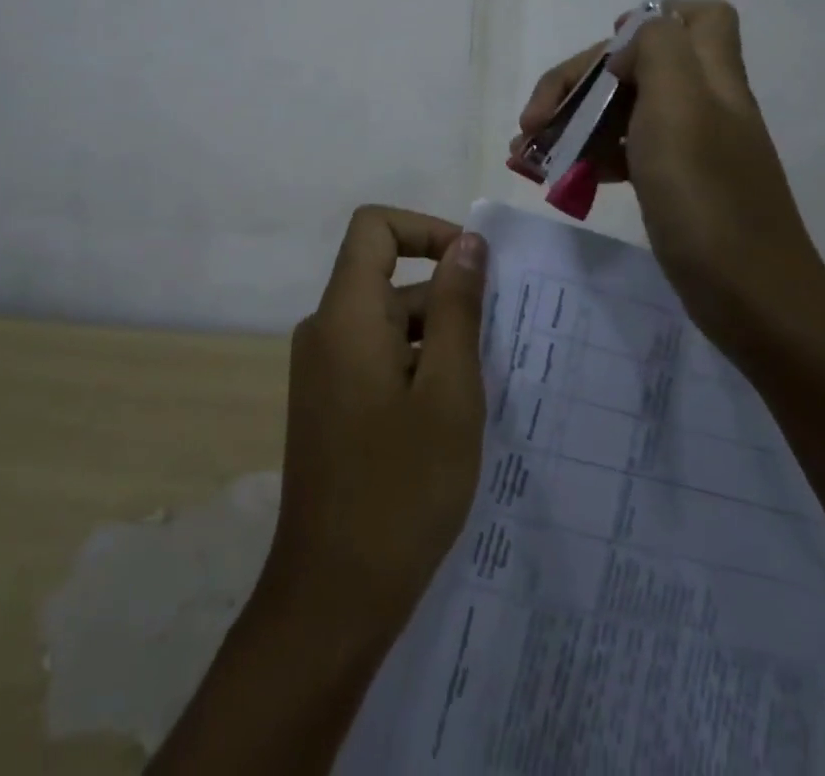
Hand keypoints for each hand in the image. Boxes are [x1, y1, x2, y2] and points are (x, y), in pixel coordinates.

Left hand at [258, 206, 488, 647]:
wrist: (333, 596)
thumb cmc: (401, 489)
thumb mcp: (449, 392)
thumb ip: (459, 308)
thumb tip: (468, 242)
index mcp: (346, 315)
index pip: (374, 227)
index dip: (426, 229)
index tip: (474, 266)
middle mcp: (326, 330)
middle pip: (388, 277)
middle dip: (447, 297)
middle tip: (500, 344)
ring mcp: (323, 369)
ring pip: (389, 322)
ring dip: (438, 338)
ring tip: (484, 388)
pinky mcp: (330, 402)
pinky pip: (378, 356)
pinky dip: (417, 365)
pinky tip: (452, 415)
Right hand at [514, 0, 824, 350]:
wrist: (753, 300)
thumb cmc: (707, 199)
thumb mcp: (680, 108)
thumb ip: (658, 52)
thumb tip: (629, 44)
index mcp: (709, 77)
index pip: (697, 16)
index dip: (649, 19)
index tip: (603, 55)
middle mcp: (702, 104)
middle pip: (637, 65)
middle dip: (578, 83)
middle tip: (532, 122)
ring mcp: (690, 147)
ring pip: (624, 110)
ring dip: (573, 122)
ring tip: (526, 153)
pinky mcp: (676, 185)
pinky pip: (625, 152)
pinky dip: (589, 156)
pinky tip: (558, 179)